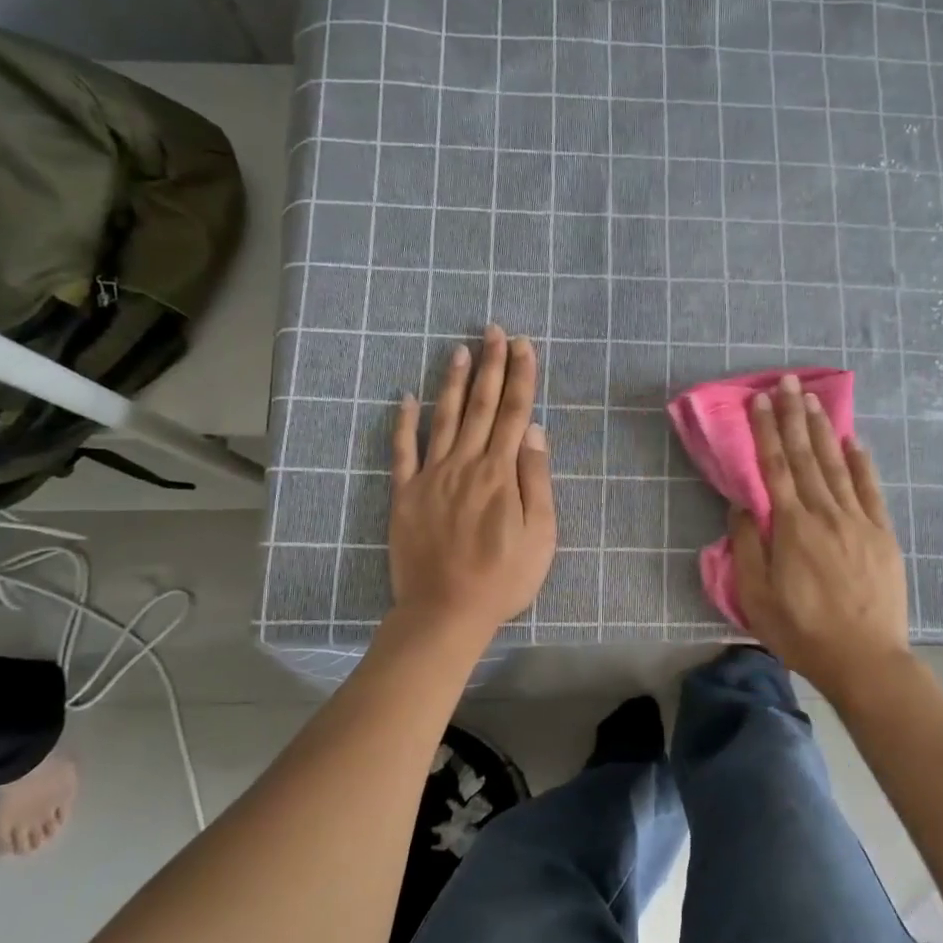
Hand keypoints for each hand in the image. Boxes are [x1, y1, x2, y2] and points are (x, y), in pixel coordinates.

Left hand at [389, 325, 555, 637]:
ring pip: (444, 418)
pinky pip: (402, 451)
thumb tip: (535, 431)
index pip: (515, 413)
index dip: (521, 377)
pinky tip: (406, 397)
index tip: (524, 346)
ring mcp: (431, 476)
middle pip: (482, 406)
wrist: (445, 612)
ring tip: (460, 349)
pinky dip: (404, 422)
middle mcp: (465, 464)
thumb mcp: (540, 536)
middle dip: (491, 365)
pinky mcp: (405, 494)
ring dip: (454, 382)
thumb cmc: (502, 578)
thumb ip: (536, 481)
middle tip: (494, 330)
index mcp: (500, 474)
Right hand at [731, 374, 909, 697]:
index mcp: (791, 527)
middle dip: (794, 415)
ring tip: (813, 399)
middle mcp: (824, 513)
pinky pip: (870, 489)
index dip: (766, 431)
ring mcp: (858, 521)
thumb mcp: (756, 596)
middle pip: (805, 455)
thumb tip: (742, 505)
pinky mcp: (882, 534)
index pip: (774, 467)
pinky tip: (853, 442)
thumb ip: (746, 546)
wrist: (864, 659)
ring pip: (837, 465)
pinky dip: (861, 462)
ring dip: (823, 429)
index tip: (760, 400)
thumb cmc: (801, 631)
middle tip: (787, 381)